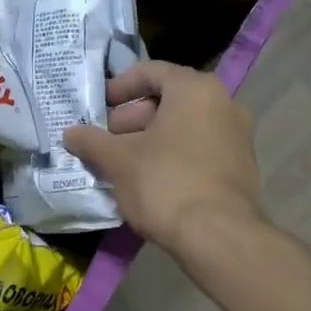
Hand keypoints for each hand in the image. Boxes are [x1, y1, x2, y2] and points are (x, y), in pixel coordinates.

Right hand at [63, 61, 265, 259]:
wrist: (219, 238)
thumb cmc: (165, 183)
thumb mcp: (118, 160)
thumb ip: (92, 141)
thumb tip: (70, 133)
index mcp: (195, 89)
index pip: (151, 72)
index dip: (119, 87)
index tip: (98, 107)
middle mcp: (223, 104)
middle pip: (168, 100)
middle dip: (131, 119)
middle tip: (105, 141)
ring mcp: (236, 137)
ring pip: (183, 127)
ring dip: (149, 140)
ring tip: (121, 165)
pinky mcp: (240, 167)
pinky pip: (198, 149)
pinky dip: (172, 156)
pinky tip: (148, 182)